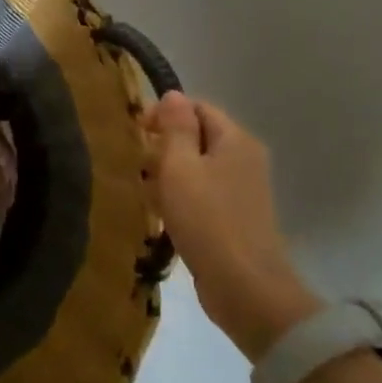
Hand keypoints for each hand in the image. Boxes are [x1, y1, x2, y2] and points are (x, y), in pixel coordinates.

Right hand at [143, 93, 319, 362]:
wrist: (244, 287)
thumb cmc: (207, 219)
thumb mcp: (180, 167)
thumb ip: (175, 128)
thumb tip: (173, 95)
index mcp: (236, 140)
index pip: (197, 108)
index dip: (165, 113)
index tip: (137, 132)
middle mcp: (244, 159)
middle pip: (197, 136)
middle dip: (163, 146)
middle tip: (137, 165)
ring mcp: (242, 190)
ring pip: (196, 166)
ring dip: (168, 174)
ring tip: (144, 191)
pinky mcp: (234, 217)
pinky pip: (201, 192)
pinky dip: (180, 196)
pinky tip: (161, 213)